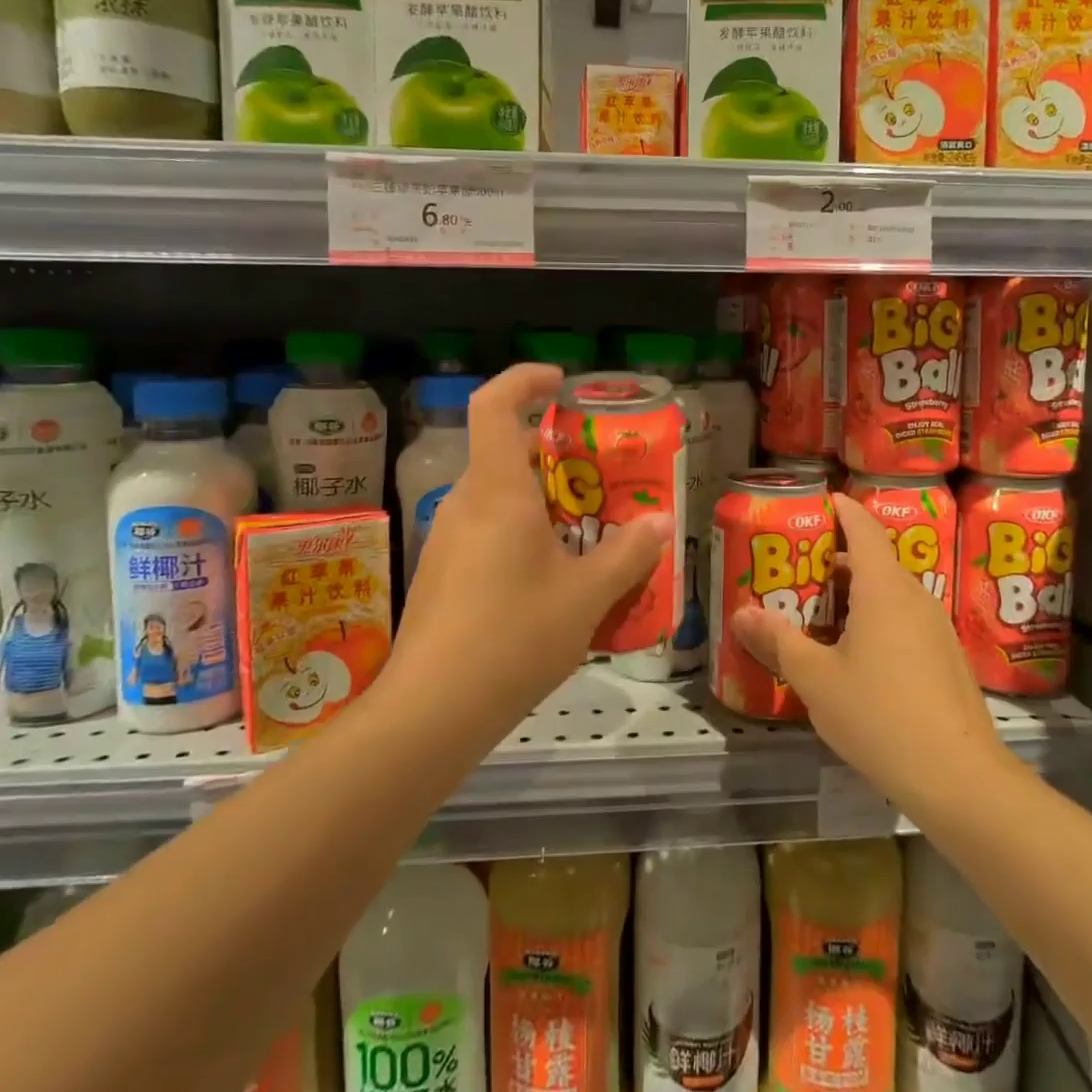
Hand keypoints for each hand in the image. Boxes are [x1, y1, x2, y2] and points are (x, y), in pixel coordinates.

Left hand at [388, 364, 671, 738]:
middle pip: (503, 452)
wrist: (432, 712)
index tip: (562, 383)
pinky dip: (522, 533)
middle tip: (600, 473)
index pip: (494, 405)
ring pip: (497, 496)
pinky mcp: (441, 574)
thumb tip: (659, 522)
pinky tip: (552, 577)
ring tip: (588, 530)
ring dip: (541, 499)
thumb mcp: (586, 596)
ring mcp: (447, 540)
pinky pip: (486, 531)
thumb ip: (627, 554)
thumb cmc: (513, 637)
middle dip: (553, 452)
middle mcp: (466, 503)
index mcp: (497, 491)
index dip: (525, 380)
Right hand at [731, 493, 1001, 815]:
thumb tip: (742, 613)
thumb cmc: (880, 715)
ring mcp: (936, 628)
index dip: (841, 509)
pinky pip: (903, 621)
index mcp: (884, 588)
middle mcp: (914, 597)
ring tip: (816, 614)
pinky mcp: (946, 658)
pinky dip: (874, 620)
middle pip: (874, 561)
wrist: (959, 778)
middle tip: (796, 570)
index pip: (862, 528)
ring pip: (889, 594)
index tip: (818, 501)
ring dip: (854, 594)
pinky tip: (853, 655)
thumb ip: (778, 641)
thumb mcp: (815, 679)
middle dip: (835, 559)